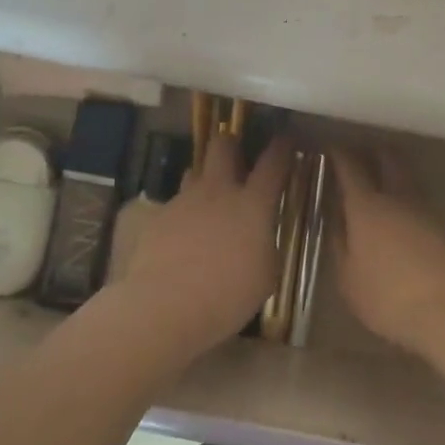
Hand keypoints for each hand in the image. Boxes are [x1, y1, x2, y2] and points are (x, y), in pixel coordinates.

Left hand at [117, 131, 292, 360]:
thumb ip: (265, 244)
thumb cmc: (227, 295)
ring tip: (209, 199)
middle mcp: (218, 191)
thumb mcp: (265, 274)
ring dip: (205, 178)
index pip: (273, 163)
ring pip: (195, 170)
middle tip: (238, 159)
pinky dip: (184, 213)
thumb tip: (260, 234)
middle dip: (232, 144)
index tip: (286, 139)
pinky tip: (183, 236)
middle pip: (223, 146)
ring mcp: (184, 201)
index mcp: (252, 204)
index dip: (282, 147)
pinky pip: (175, 203)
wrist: (164, 305)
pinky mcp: (158, 217)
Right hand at [330, 148, 444, 355]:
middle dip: (373, 152)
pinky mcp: (442, 228)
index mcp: (366, 207)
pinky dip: (405, 197)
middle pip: (387, 160)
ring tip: (378, 181)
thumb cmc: (388, 297)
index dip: (339, 155)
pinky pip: (418, 200)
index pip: (350, 168)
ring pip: (406, 178)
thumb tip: (337, 220)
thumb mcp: (349, 279)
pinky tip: (398, 213)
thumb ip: (340, 245)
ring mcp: (424, 211)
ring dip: (392, 172)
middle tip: (360, 153)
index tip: (331, 148)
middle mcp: (396, 199)